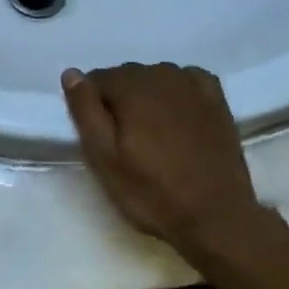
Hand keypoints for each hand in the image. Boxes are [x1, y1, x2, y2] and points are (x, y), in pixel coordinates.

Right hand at [61, 62, 264, 256]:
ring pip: (155, 78)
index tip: (97, 136)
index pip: (96, 79)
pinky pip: (186, 80)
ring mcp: (195, 87)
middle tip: (121, 140)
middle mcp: (164, 77)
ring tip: (147, 133)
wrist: (214, 215)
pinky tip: (174, 115)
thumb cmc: (150, 191)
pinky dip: (174, 92)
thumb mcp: (103, 157)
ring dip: (145, 96)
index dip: (90, 106)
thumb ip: (85, 111)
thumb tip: (71, 74)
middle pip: (126, 75)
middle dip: (117, 100)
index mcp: (133, 89)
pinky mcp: (216, 101)